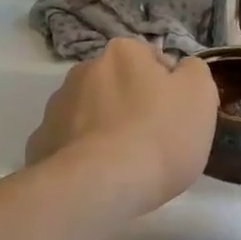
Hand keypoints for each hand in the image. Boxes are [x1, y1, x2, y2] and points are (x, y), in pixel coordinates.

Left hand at [25, 39, 218, 214]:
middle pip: (118, 85)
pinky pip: (68, 143)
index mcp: (123, 52)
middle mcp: (84, 70)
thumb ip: (193, 71)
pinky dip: (82, 155)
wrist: (100, 187)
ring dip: (105, 128)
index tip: (175, 117)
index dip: (168, 89)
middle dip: (132, 105)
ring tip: (124, 165)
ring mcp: (57, 106)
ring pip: (90, 113)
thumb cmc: (159, 135)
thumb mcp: (200, 95)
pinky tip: (97, 177)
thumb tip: (180, 70)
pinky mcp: (40, 143)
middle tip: (152, 140)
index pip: (152, 61)